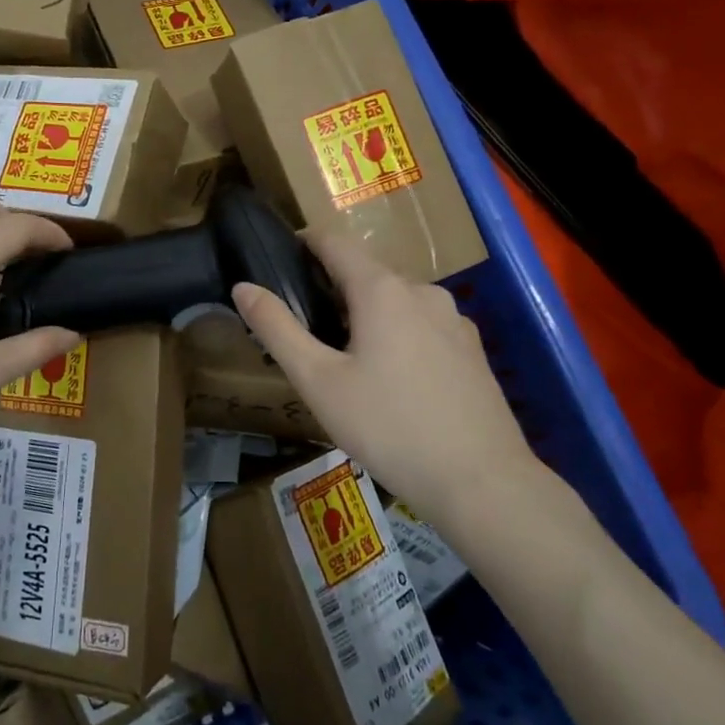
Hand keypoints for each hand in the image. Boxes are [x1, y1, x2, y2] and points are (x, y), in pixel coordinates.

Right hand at [232, 233, 539, 520]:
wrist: (482, 482)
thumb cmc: (388, 427)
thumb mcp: (318, 381)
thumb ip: (277, 328)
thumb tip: (243, 287)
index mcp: (381, 290)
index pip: (334, 242)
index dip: (302, 243)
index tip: (278, 260)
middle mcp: (422, 291)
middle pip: (366, 272)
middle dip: (331, 289)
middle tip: (303, 329)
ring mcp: (454, 319)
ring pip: (396, 301)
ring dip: (365, 315)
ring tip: (344, 360)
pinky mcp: (472, 349)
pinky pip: (422, 326)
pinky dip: (397, 335)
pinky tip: (391, 380)